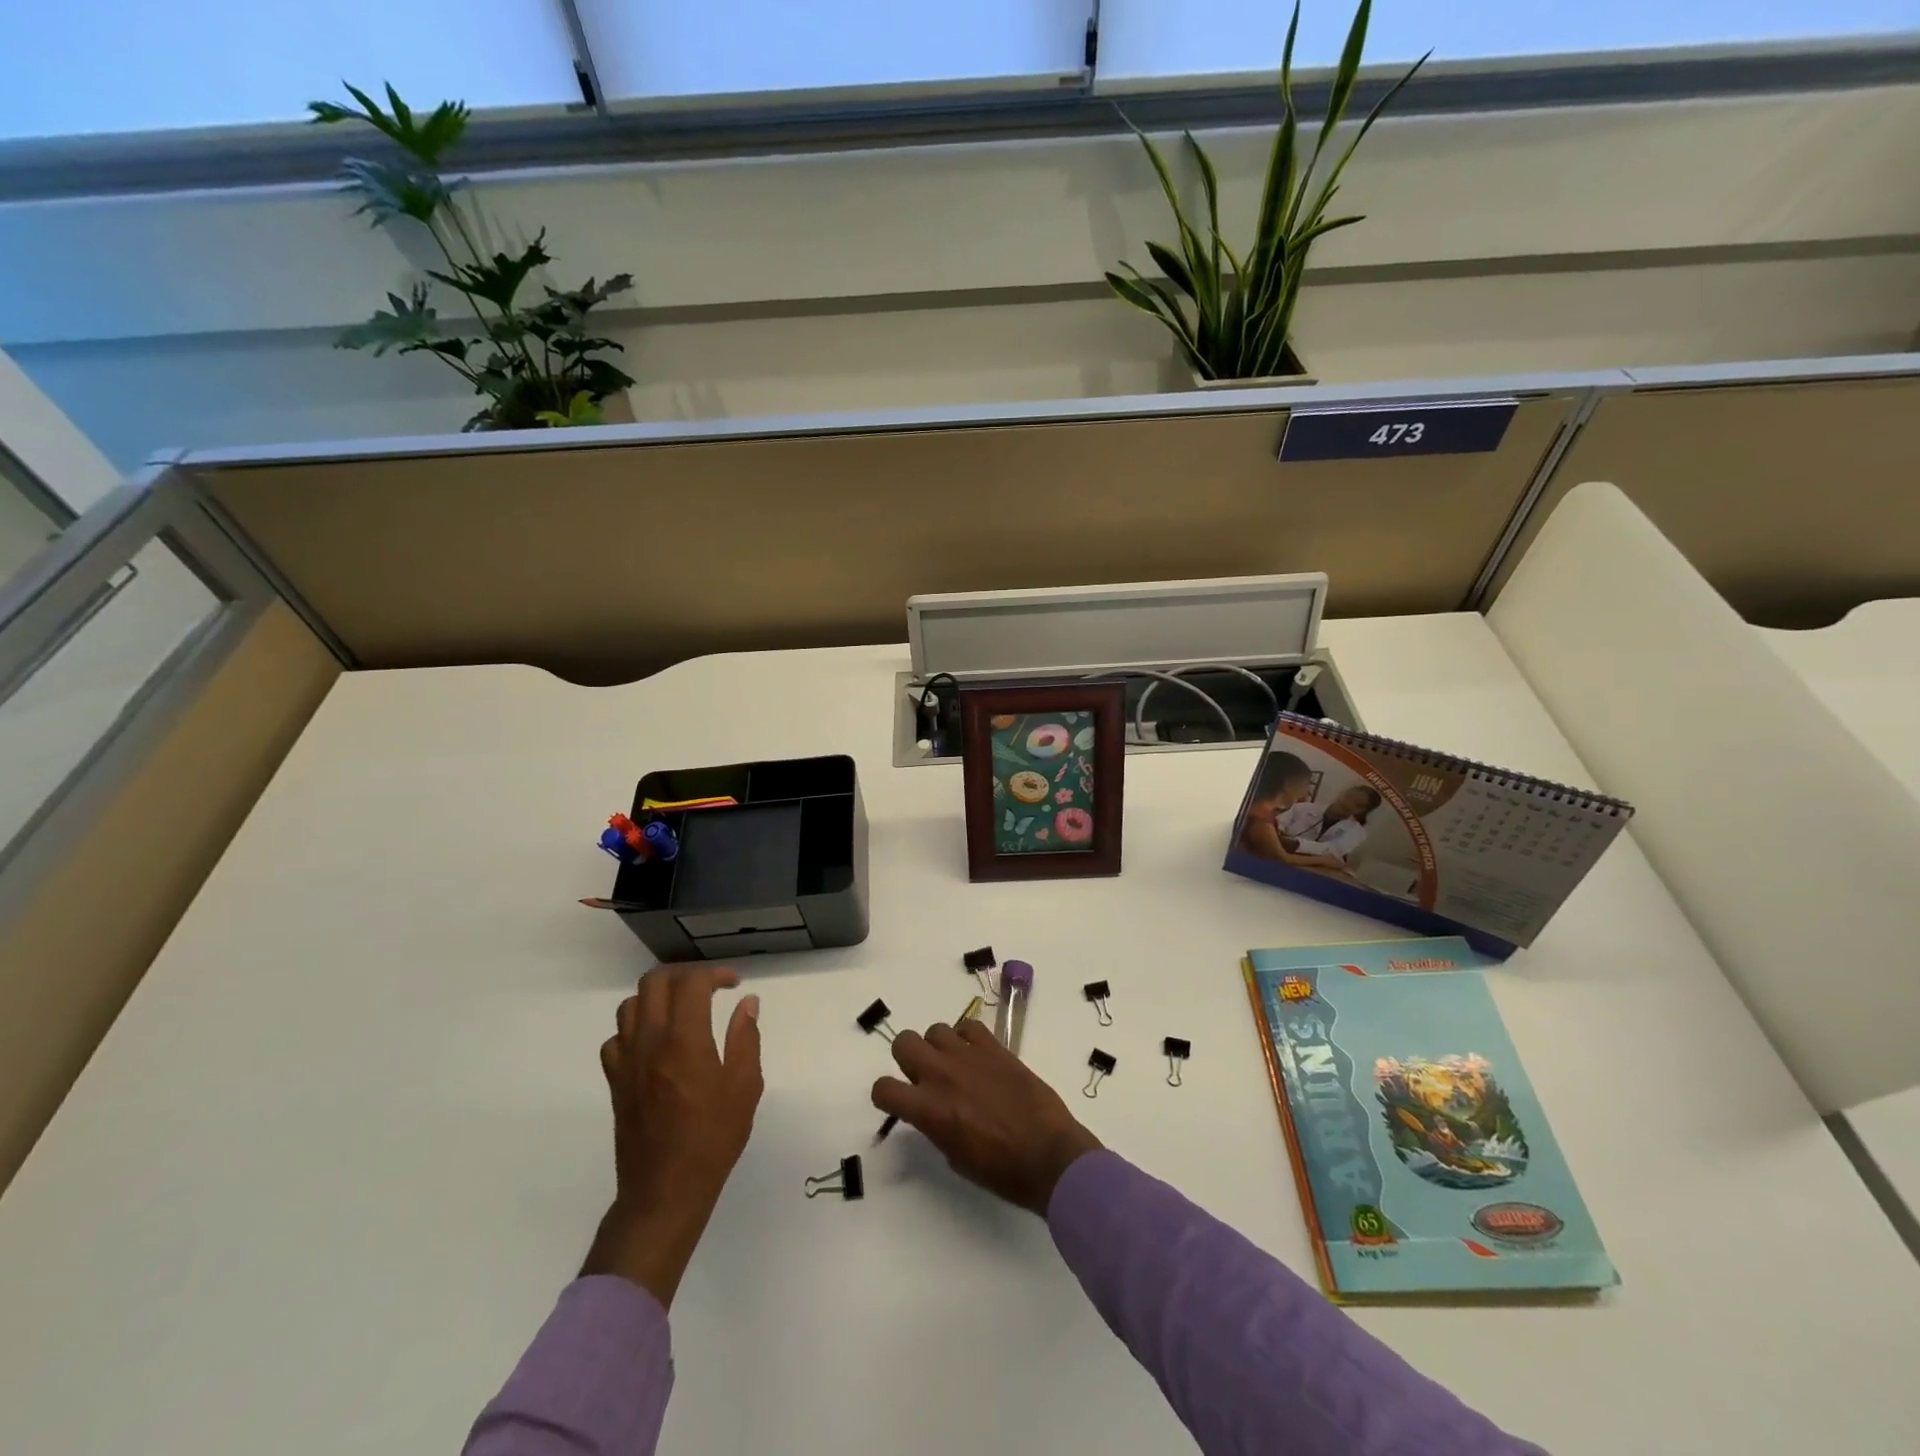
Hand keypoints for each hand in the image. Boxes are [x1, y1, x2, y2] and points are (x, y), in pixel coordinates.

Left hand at [581, 966, 762, 1306]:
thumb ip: (745, 1038)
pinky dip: (636, 1029)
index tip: (734, 985)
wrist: (664, 1192)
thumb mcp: (744, 1087)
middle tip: (708, 989)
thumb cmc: (712, 1139)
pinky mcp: (615, 1082)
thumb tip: (747, 1003)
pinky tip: (656, 1043)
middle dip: (684, 975)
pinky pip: (617, 1038)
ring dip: (658, 997)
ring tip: (682, 1011)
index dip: (715, 973)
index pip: (692, 982)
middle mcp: (650, 1042)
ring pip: (630, 1005)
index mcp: (684, 1040)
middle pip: (654, 982)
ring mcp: (627, 1061)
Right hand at [871, 1019, 1101, 1214]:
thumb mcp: (955, 1157)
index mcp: (928, 1110)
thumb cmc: (1001, 1171)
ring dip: (939, 1047)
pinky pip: (969, 1026)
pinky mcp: (995, 1047)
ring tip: (955, 1065)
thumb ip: (935, 1126)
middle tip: (925, 1076)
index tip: (899, 1102)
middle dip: (908, 1058)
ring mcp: (969, 1056)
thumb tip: (934, 1111)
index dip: (887, 1095)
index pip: (883, 1088)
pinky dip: (968, 1038)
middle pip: (904, 1042)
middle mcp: (941, 1075)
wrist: (1049, 1155)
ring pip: (936, 1030)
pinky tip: (978, 1056)